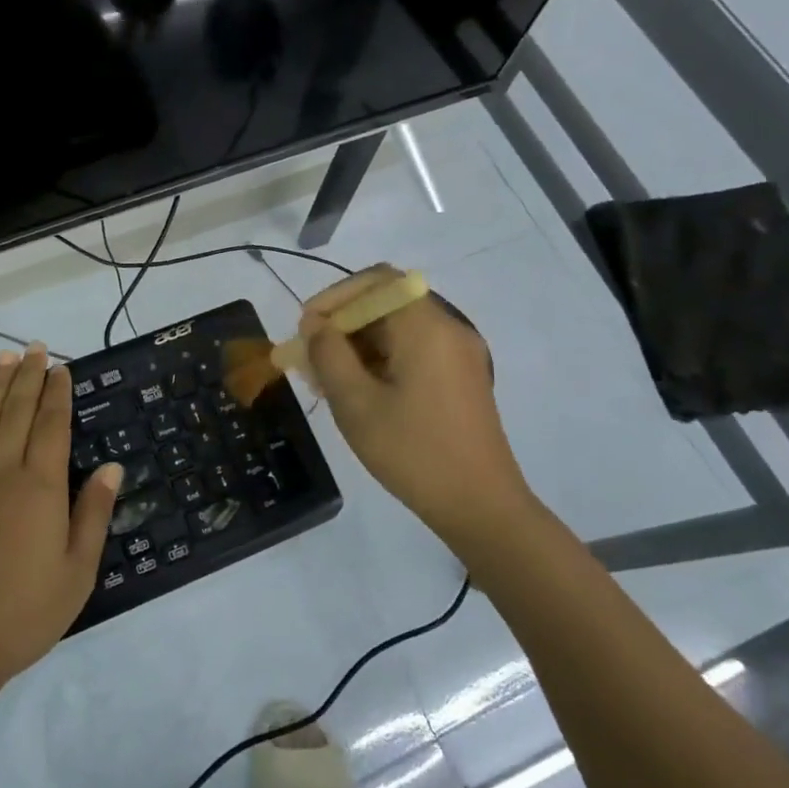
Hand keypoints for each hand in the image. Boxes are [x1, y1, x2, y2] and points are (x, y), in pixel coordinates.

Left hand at [0, 344, 121, 690]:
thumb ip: (93, 514)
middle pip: (17, 414)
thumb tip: (111, 467)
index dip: (57, 394)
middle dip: (28, 378)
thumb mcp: (76, 572)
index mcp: (40, 488)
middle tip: (34, 347)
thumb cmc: (22, 614)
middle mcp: (2, 474)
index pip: (51, 427)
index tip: (61, 367)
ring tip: (4, 356)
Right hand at [299, 265, 532, 543]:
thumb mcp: (356, 403)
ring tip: (327, 381)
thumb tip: (315, 324)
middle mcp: (448, 328)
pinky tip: (358, 392)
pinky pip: (414, 350)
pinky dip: (381, 359)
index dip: (335, 296)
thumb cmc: (413, 452)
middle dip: (343, 323)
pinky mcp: (461, 377)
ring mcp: (459, 353)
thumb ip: (328, 354)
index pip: (376, 281)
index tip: (306, 328)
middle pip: (387, 302)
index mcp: (426, 327)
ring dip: (359, 344)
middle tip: (310, 359)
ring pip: (398, 328)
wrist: (481, 507)